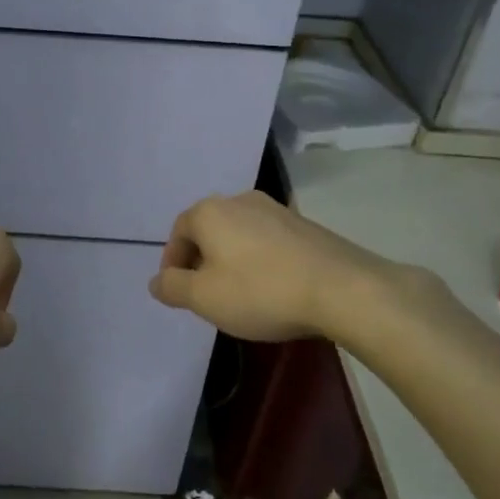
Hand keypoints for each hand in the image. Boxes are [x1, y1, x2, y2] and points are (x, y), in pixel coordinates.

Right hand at [148, 191, 414, 341]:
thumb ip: (172, 287)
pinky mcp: (306, 225)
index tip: (179, 290)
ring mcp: (277, 210)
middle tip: (206, 294)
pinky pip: (268, 241)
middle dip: (202, 260)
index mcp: (210, 212)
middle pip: (209, 229)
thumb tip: (156, 280)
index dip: (173, 261)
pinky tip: (273, 288)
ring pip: (240, 234)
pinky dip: (260, 260)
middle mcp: (241, 200)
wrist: (343, 289)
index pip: (178, 231)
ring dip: (232, 260)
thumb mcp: (204, 298)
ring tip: (240, 294)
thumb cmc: (260, 291)